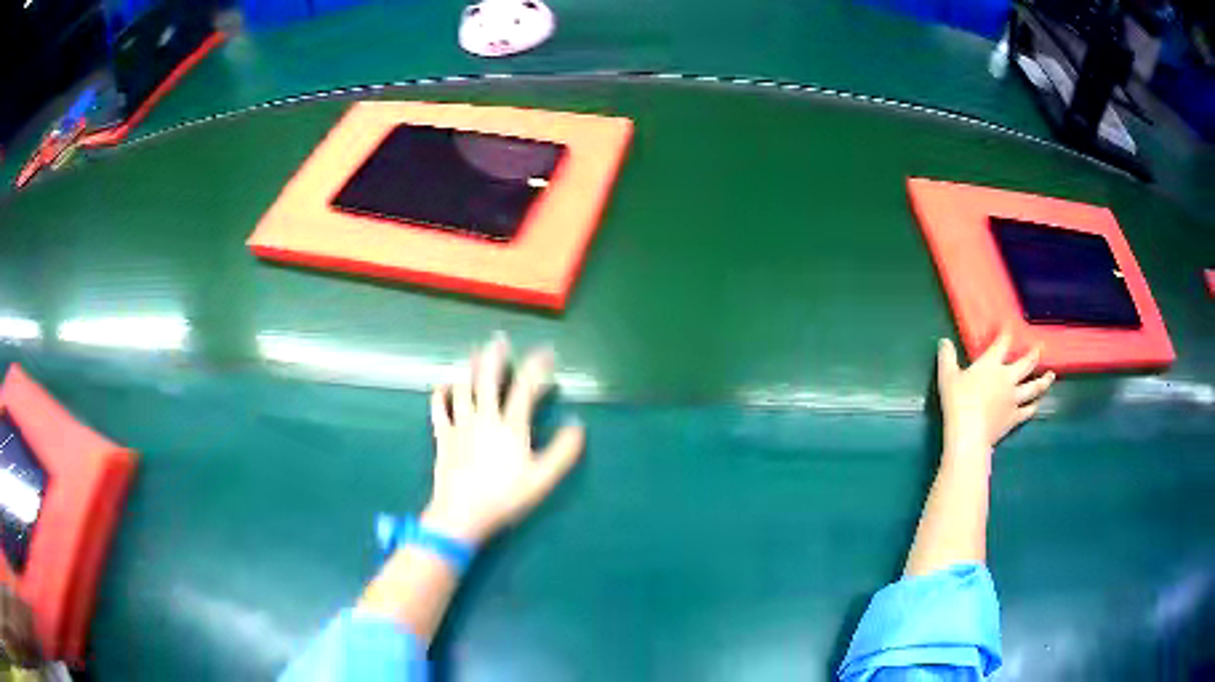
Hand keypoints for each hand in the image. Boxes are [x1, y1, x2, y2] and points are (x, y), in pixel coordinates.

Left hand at [421, 335, 584, 544]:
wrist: (462, 513)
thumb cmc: (505, 497)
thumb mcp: (542, 479)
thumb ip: (563, 451)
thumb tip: (577, 425)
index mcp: (510, 426)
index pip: (525, 388)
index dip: (536, 367)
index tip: (546, 352)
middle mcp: (484, 417)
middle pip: (487, 379)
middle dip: (495, 357)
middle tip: (499, 339)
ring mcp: (460, 425)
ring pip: (462, 387)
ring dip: (468, 367)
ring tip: (473, 352)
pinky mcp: (443, 436)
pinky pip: (439, 408)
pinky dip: (440, 393)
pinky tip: (443, 384)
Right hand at [936, 331, 1054, 455]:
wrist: (969, 433)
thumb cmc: (958, 402)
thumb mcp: (947, 377)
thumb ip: (947, 358)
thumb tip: (944, 342)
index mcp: (991, 364)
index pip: (1003, 343)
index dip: (1007, 333)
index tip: (1010, 326)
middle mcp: (1007, 378)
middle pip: (1026, 363)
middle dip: (1033, 354)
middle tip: (1040, 347)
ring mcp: (1013, 399)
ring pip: (1033, 387)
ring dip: (1043, 380)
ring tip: (1050, 375)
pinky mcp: (1014, 417)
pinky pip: (1028, 410)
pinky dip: (1033, 406)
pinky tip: (1037, 404)